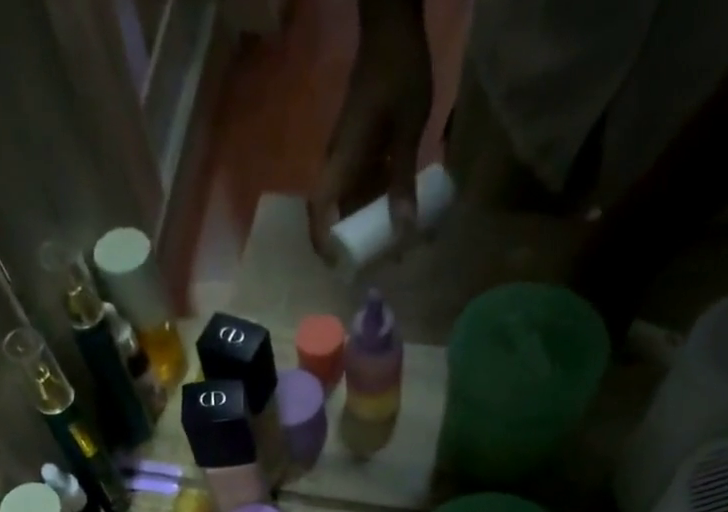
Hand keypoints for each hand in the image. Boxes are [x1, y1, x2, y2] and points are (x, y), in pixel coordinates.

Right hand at [307, 0, 433, 257]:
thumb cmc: (398, 74)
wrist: (392, 28)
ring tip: (390, 248)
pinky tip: (397, 215)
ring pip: (350, 201)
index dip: (322, 241)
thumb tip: (402, 231)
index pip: (319, 209)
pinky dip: (375, 204)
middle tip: (374, 266)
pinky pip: (362, 185)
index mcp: (342, 160)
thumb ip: (403, 179)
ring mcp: (349, 155)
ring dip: (366, 224)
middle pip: (334, 212)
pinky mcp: (360, 148)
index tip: (336, 266)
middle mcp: (339, 162)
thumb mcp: (407, 129)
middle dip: (351, 242)